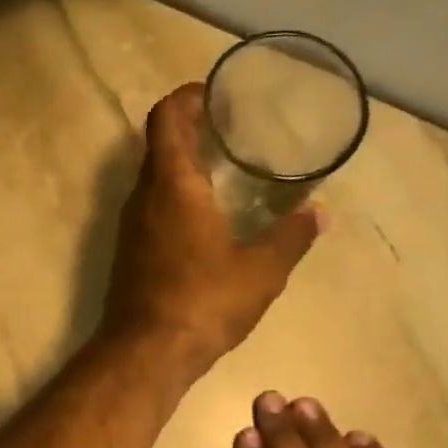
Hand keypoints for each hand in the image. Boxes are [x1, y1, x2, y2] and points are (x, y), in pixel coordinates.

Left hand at [101, 84, 318, 381]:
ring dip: (182, 165)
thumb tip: (319, 213)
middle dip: (191, 129)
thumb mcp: (261, 270)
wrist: (145, 353)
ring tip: (224, 169)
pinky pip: (151, 209)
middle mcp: (143, 197)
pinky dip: (174, 197)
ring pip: (153, 179)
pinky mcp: (128, 254)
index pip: (166, 118)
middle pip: (159, 145)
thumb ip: (291, 237)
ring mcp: (130, 227)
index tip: (215, 94)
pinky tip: (205, 218)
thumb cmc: (203, 302)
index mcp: (172, 185)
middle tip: (230, 129)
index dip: (187, 98)